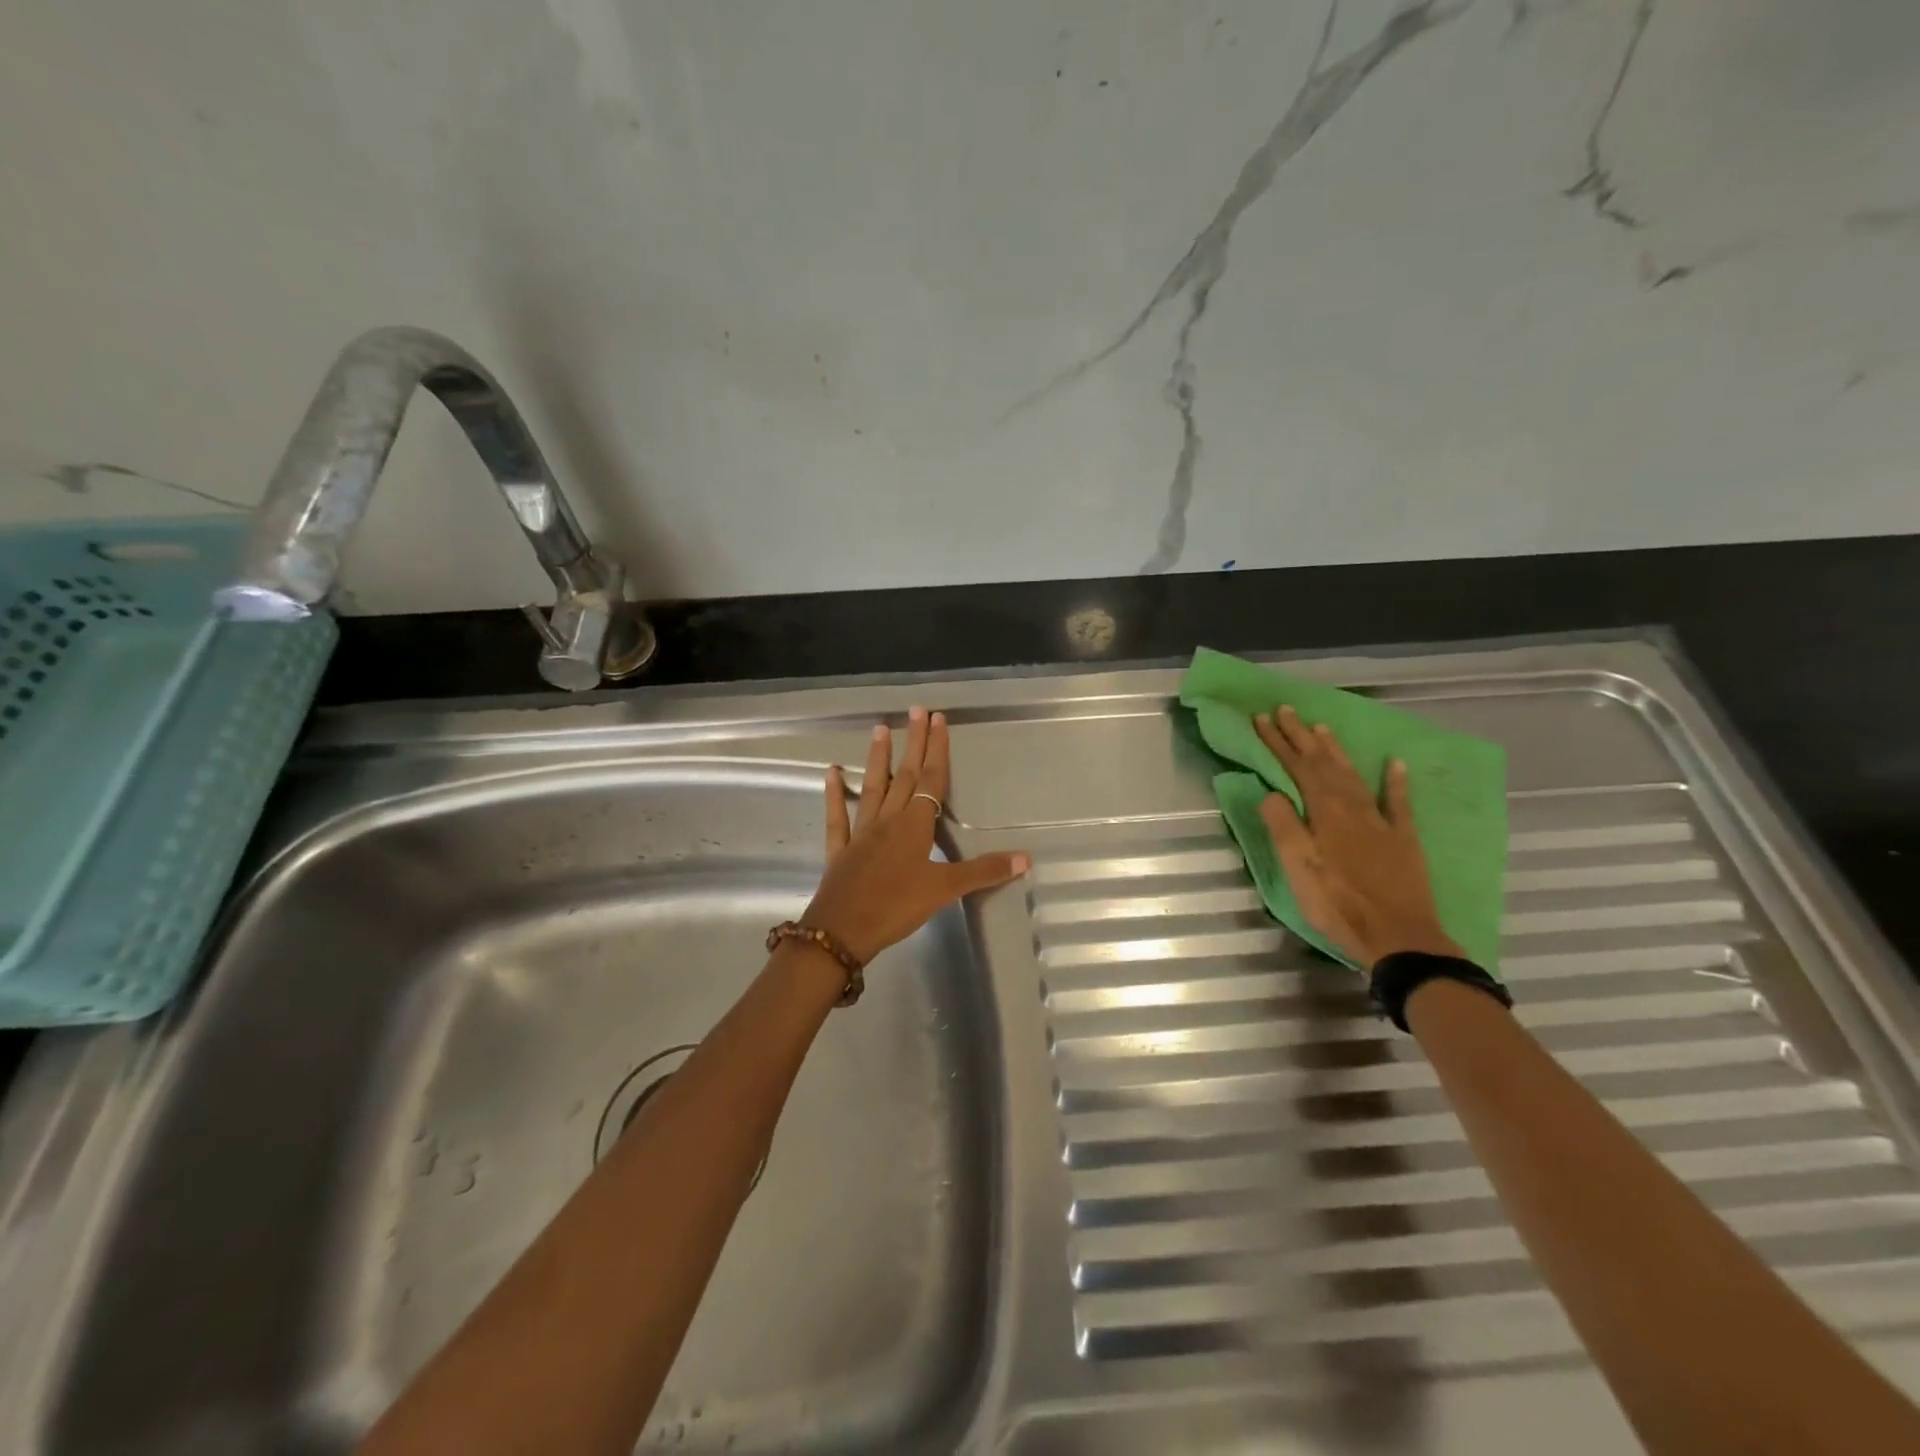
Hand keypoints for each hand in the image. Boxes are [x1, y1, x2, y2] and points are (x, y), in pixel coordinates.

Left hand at [805, 706, 1029, 963]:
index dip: (937, 749)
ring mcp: (861, 832)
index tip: (939, 719)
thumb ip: (983, 871)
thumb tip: (1026, 858)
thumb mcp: (944, 890)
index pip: (931, 780)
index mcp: (915, 825)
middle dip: (913, 742)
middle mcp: (888, 820)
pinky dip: (835, 795)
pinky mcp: (840, 850)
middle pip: (905, 775)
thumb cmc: (896, 907)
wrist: (842, 932)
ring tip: (880, 729)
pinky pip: (838, 817)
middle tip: (916, 710)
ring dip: (878, 758)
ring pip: (873, 787)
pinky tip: (831, 773)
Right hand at [1253, 705, 1463, 968]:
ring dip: (1335, 750)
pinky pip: (1399, 802)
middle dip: (1301, 736)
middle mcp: (1353, 807)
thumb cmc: (1338, 904)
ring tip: (1322, 728)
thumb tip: (1270, 791)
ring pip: (1353, 775)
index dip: (1277, 742)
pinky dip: (1396, 781)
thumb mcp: (1298, 867)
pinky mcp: (1404, 839)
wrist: (1399, 937)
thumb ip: (1283, 826)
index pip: (1296, 767)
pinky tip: (1395, 764)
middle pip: (1323, 763)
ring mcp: (1381, 821)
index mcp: (1324, 812)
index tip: (1260, 718)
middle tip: (1285, 710)